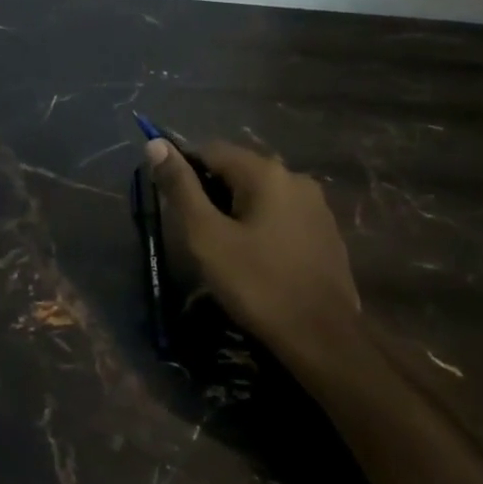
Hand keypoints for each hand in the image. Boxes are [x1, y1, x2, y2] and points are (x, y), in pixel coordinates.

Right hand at [148, 139, 362, 374]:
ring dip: (237, 209)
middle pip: (238, 170)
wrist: (323, 339)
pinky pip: (282, 214)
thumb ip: (181, 188)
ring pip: (261, 194)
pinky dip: (262, 225)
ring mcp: (317, 206)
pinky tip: (256, 257)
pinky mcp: (327, 232)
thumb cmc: (257, 284)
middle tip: (195, 231)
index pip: (211, 150)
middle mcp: (296, 177)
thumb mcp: (207, 236)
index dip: (185, 171)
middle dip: (212, 192)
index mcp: (266, 172)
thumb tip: (156, 144)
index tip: (173, 203)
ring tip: (223, 246)